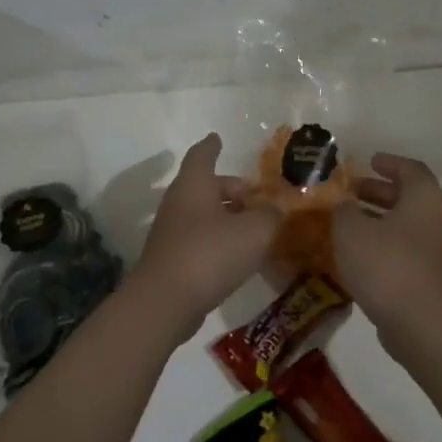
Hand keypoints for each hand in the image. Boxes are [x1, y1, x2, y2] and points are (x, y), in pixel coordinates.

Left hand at [133, 134, 282, 336]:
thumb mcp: (254, 231)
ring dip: (228, 217)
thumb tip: (276, 210)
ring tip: (256, 229)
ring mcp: (172, 233)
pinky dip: (220, 241)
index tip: (217, 138)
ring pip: (204, 215)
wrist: (165, 303)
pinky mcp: (173, 261)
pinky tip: (240, 257)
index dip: (212, 146)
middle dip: (231, 189)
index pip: (202, 155)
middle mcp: (179, 203)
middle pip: (206, 187)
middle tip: (257, 198)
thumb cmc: (209, 254)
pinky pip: (201, 240)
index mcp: (194, 185)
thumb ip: (271, 216)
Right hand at [331, 153, 441, 336]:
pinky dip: (382, 243)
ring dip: (377, 219)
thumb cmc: (386, 264)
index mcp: (423, 198)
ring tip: (347, 221)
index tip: (370, 161)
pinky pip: (403, 249)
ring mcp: (435, 250)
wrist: (420, 323)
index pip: (410, 169)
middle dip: (378, 191)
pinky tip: (356, 254)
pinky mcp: (428, 277)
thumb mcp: (351, 230)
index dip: (389, 163)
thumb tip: (344, 206)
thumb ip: (343, 211)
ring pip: (404, 224)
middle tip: (351, 191)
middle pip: (408, 196)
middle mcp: (435, 219)